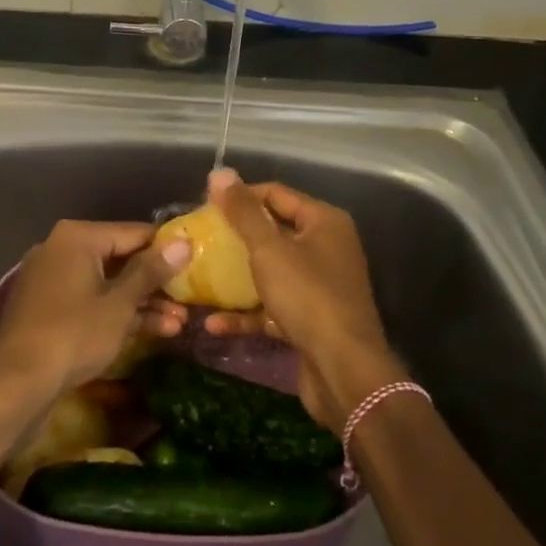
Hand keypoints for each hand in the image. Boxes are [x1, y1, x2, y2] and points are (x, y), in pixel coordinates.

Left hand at [0, 220, 191, 399]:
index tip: (195, 263)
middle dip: (155, 283)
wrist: (14, 385)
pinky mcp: (49, 310)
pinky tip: (153, 332)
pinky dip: (117, 314)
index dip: (166, 249)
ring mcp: (53, 280)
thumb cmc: (72, 335)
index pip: (133, 232)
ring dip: (141, 303)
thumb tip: (184, 243)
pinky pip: (91, 302)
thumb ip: (151, 272)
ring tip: (179, 323)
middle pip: (120, 258)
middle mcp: (62, 249)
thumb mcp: (119, 304)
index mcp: (78, 237)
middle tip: (189, 299)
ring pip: (107, 284)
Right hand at [198, 170, 403, 429]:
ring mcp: (320, 286)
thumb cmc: (308, 297)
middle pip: (274, 232)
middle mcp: (326, 248)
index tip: (205, 205)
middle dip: (236, 237)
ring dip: (237, 277)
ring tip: (199, 277)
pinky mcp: (311, 320)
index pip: (276, 194)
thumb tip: (220, 172)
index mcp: (324, 222)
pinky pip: (273, 307)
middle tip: (200, 239)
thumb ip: (243, 212)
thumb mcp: (269, 250)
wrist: (345, 373)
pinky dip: (247, 312)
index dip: (241, 196)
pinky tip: (213, 323)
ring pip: (271, 271)